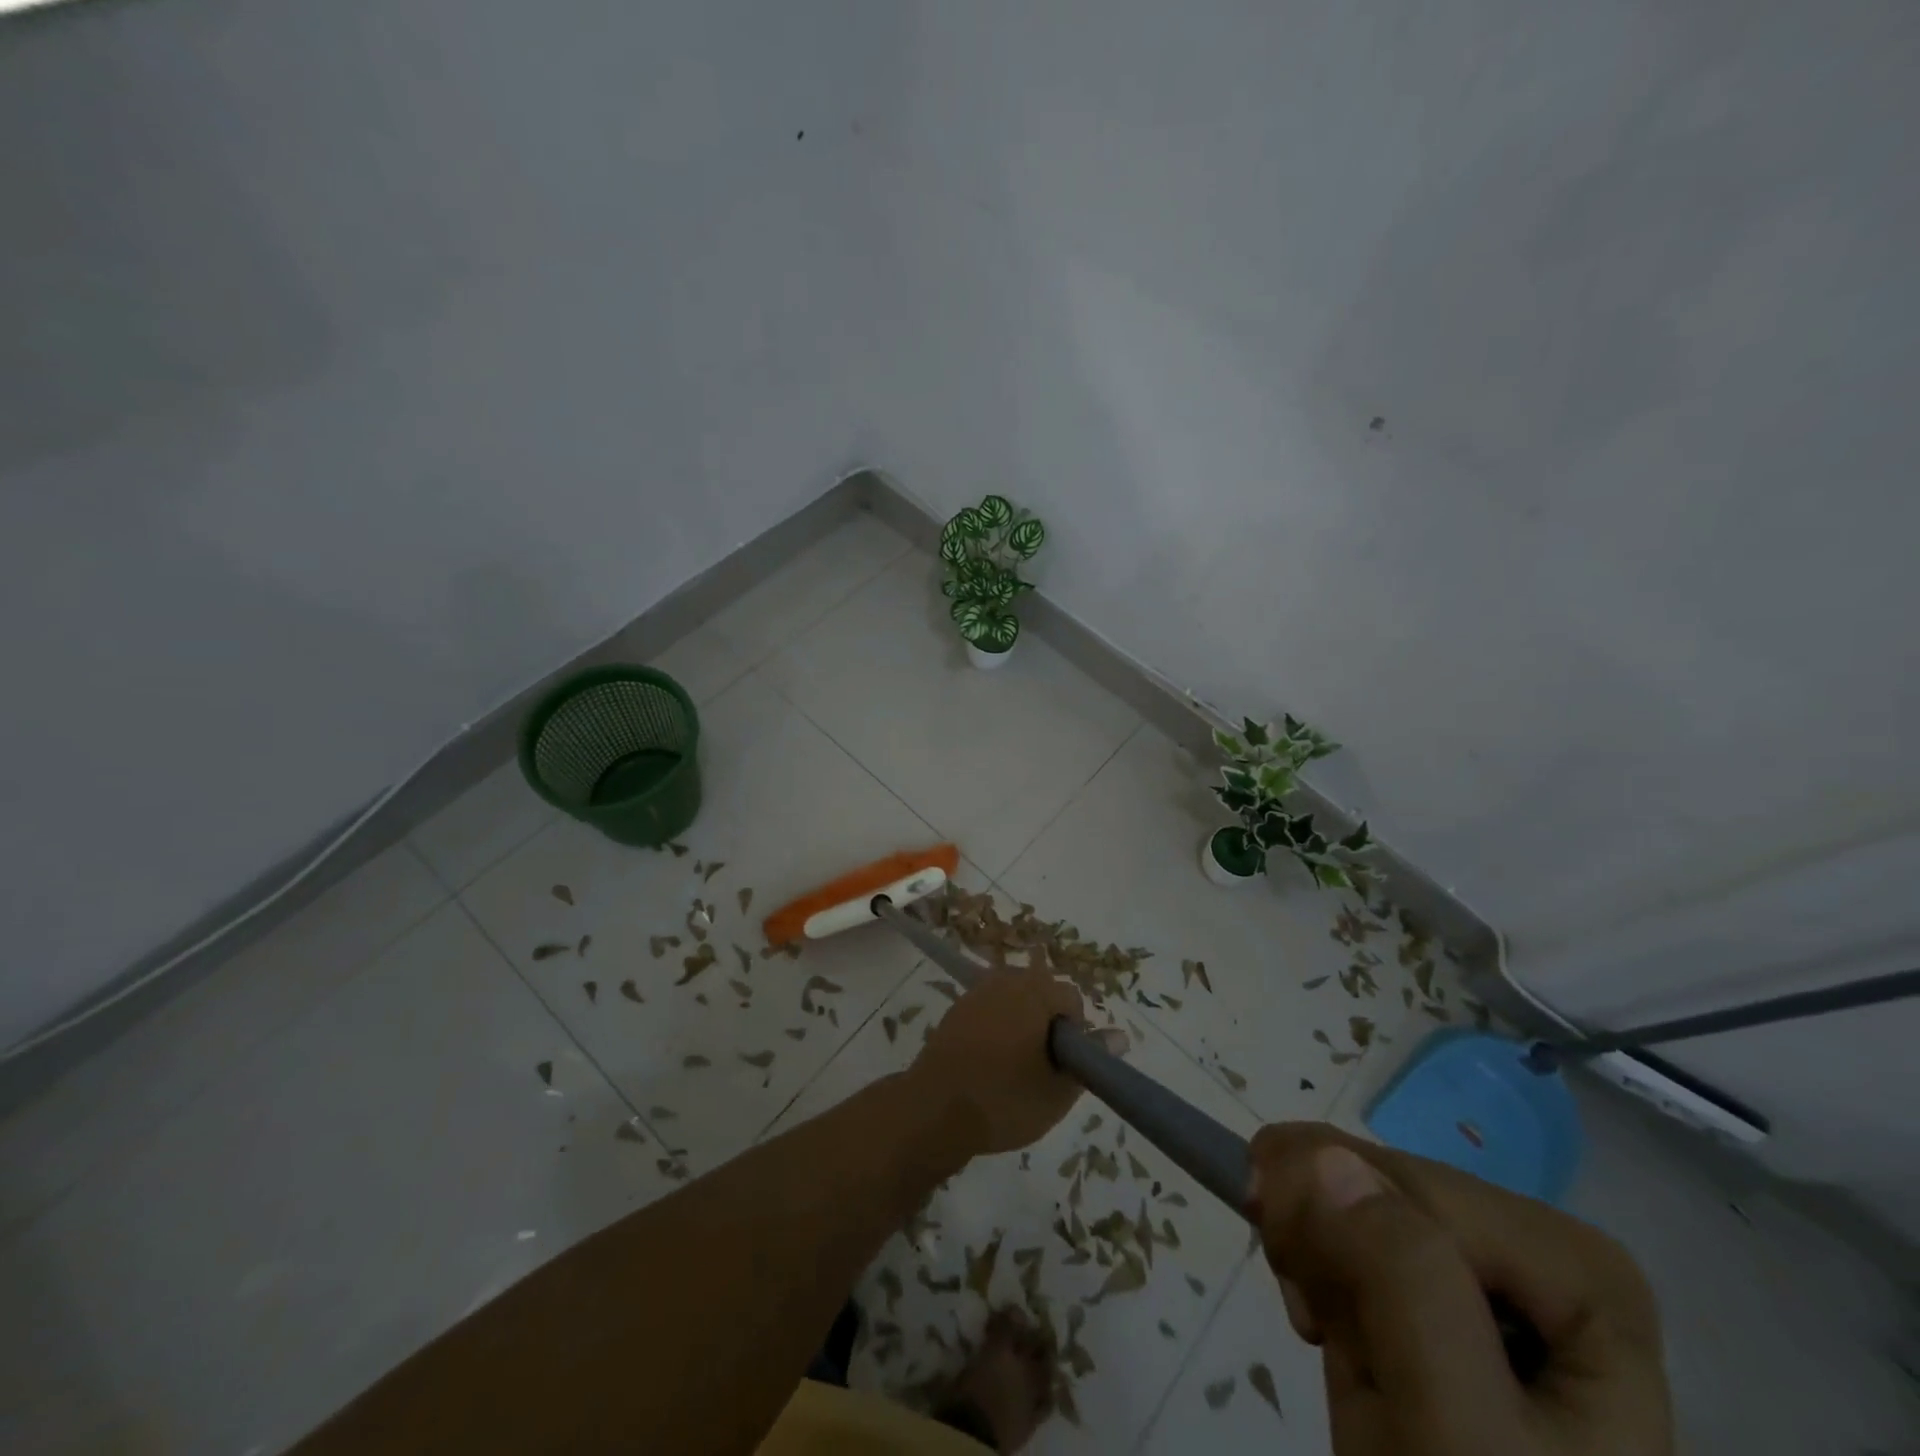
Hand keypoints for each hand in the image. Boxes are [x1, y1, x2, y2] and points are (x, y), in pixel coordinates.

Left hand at [906, 967, 1104, 1155]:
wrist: (934, 1110)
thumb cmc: (1004, 1099)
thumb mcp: (1058, 1090)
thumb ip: (1091, 1060)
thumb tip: (1120, 1037)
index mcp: (1035, 991)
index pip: (1071, 999)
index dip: (1075, 1034)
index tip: (1063, 1067)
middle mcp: (1006, 980)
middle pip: (1042, 993)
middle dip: (1048, 1025)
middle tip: (1041, 1069)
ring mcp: (977, 992)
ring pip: (1015, 1001)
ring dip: (1022, 1025)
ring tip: (1015, 1069)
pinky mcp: (956, 1009)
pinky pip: (990, 1010)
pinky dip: (997, 1029)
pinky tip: (989, 1064)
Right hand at [1246, 1123, 1672, 1455]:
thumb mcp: (1454, 1435)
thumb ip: (1405, 1286)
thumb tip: (1322, 1156)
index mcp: (1580, 1274)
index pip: (1420, 1189)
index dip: (1341, 1215)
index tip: (1288, 1281)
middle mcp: (1537, 1254)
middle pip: (1387, 1184)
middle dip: (1322, 1230)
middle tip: (1300, 1314)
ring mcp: (1485, 1273)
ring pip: (1356, 1191)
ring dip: (1309, 1244)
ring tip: (1312, 1323)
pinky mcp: (1435, 1293)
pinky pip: (1348, 1225)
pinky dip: (1313, 1260)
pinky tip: (1321, 1318)